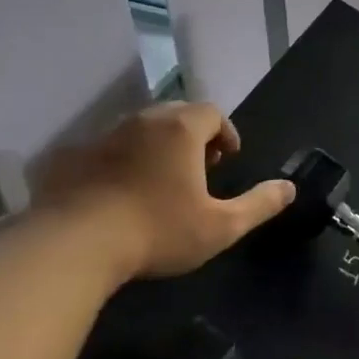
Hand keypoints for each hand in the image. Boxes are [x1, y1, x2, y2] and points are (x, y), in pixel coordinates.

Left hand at [33, 103, 293, 280]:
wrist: (73, 246)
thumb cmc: (158, 230)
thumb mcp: (221, 226)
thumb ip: (259, 204)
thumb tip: (289, 188)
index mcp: (180, 130)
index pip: (211, 112)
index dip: (225, 132)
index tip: (226, 159)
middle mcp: (141, 122)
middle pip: (175, 114)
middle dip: (192, 135)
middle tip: (198, 168)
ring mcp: (101, 137)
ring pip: (137, 130)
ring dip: (154, 147)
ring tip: (159, 181)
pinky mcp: (69, 158)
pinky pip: (103, 151)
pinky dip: (118, 162)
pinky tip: (117, 194)